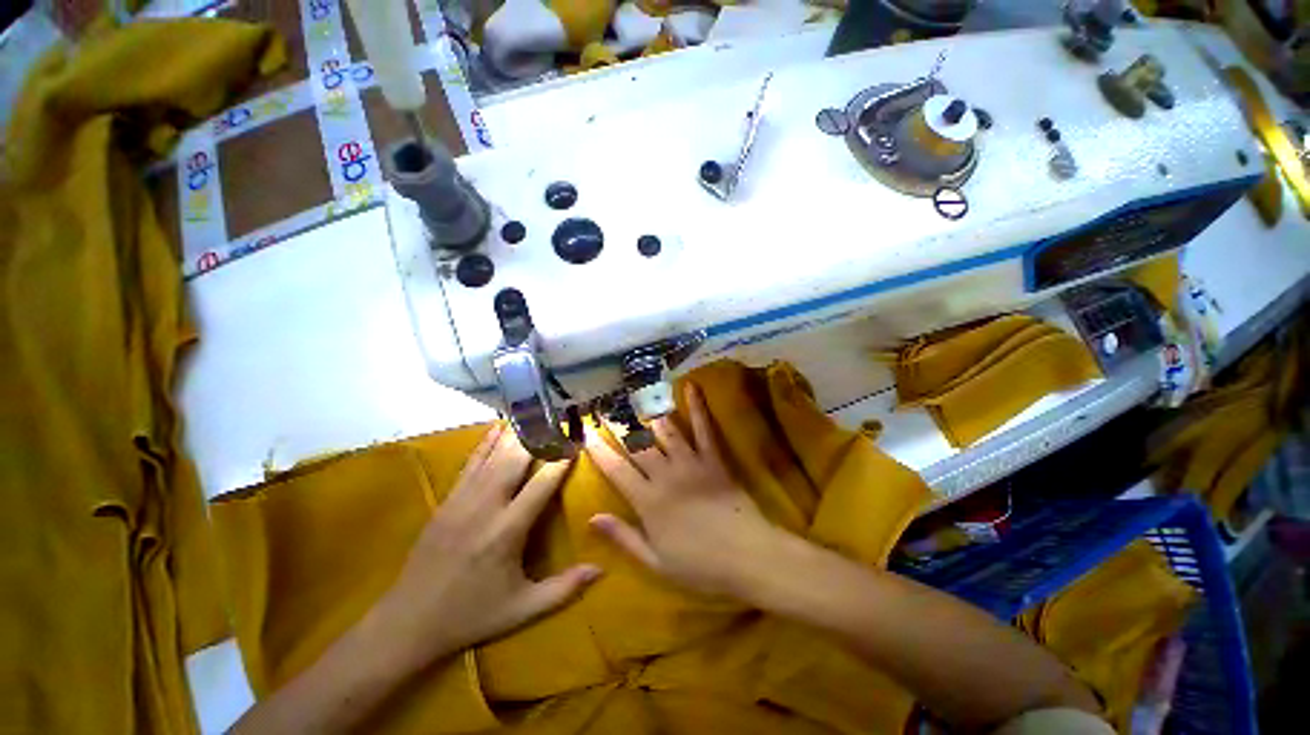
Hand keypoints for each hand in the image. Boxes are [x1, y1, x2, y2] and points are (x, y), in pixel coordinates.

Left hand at [372, 423, 600, 666]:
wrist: (407, 622)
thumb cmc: (471, 615)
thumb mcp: (522, 609)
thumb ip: (564, 589)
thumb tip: (602, 569)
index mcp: (507, 531)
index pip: (541, 485)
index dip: (560, 461)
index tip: (576, 443)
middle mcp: (486, 507)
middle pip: (515, 460)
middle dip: (538, 436)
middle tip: (557, 417)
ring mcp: (463, 500)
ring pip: (493, 456)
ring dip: (515, 433)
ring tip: (534, 412)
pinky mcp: (447, 500)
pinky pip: (470, 463)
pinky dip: (486, 443)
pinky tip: (497, 427)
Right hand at [586, 384, 785, 597]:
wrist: (748, 557)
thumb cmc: (700, 566)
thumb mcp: (656, 562)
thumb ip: (623, 537)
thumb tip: (591, 518)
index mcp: (649, 502)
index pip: (616, 470)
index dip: (599, 450)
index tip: (585, 433)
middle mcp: (666, 475)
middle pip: (637, 445)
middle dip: (618, 425)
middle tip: (604, 406)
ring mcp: (691, 463)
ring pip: (666, 432)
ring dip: (649, 411)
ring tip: (635, 394)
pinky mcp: (714, 459)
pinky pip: (704, 429)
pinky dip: (698, 406)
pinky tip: (691, 386)